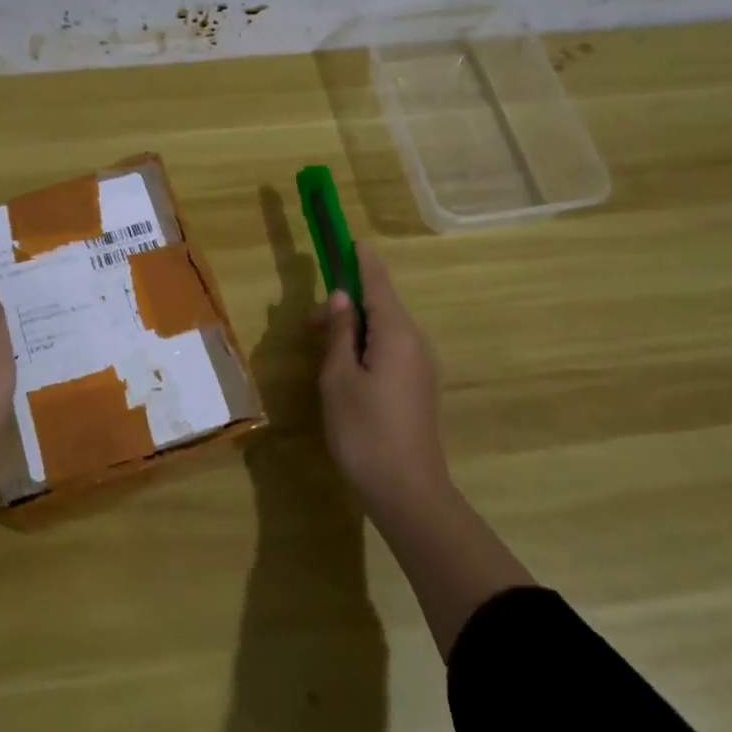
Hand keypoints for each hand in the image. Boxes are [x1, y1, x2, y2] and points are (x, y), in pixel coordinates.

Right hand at [316, 244, 449, 511]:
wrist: (407, 491)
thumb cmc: (364, 430)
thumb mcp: (339, 378)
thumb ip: (341, 333)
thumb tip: (341, 299)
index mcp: (397, 334)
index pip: (378, 283)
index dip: (362, 261)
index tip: (351, 240)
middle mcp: (416, 343)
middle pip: (382, 307)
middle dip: (348, 304)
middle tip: (309, 324)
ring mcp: (421, 367)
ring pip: (386, 331)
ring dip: (355, 329)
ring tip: (323, 348)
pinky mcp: (419, 388)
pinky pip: (391, 351)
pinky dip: (367, 346)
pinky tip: (346, 368)